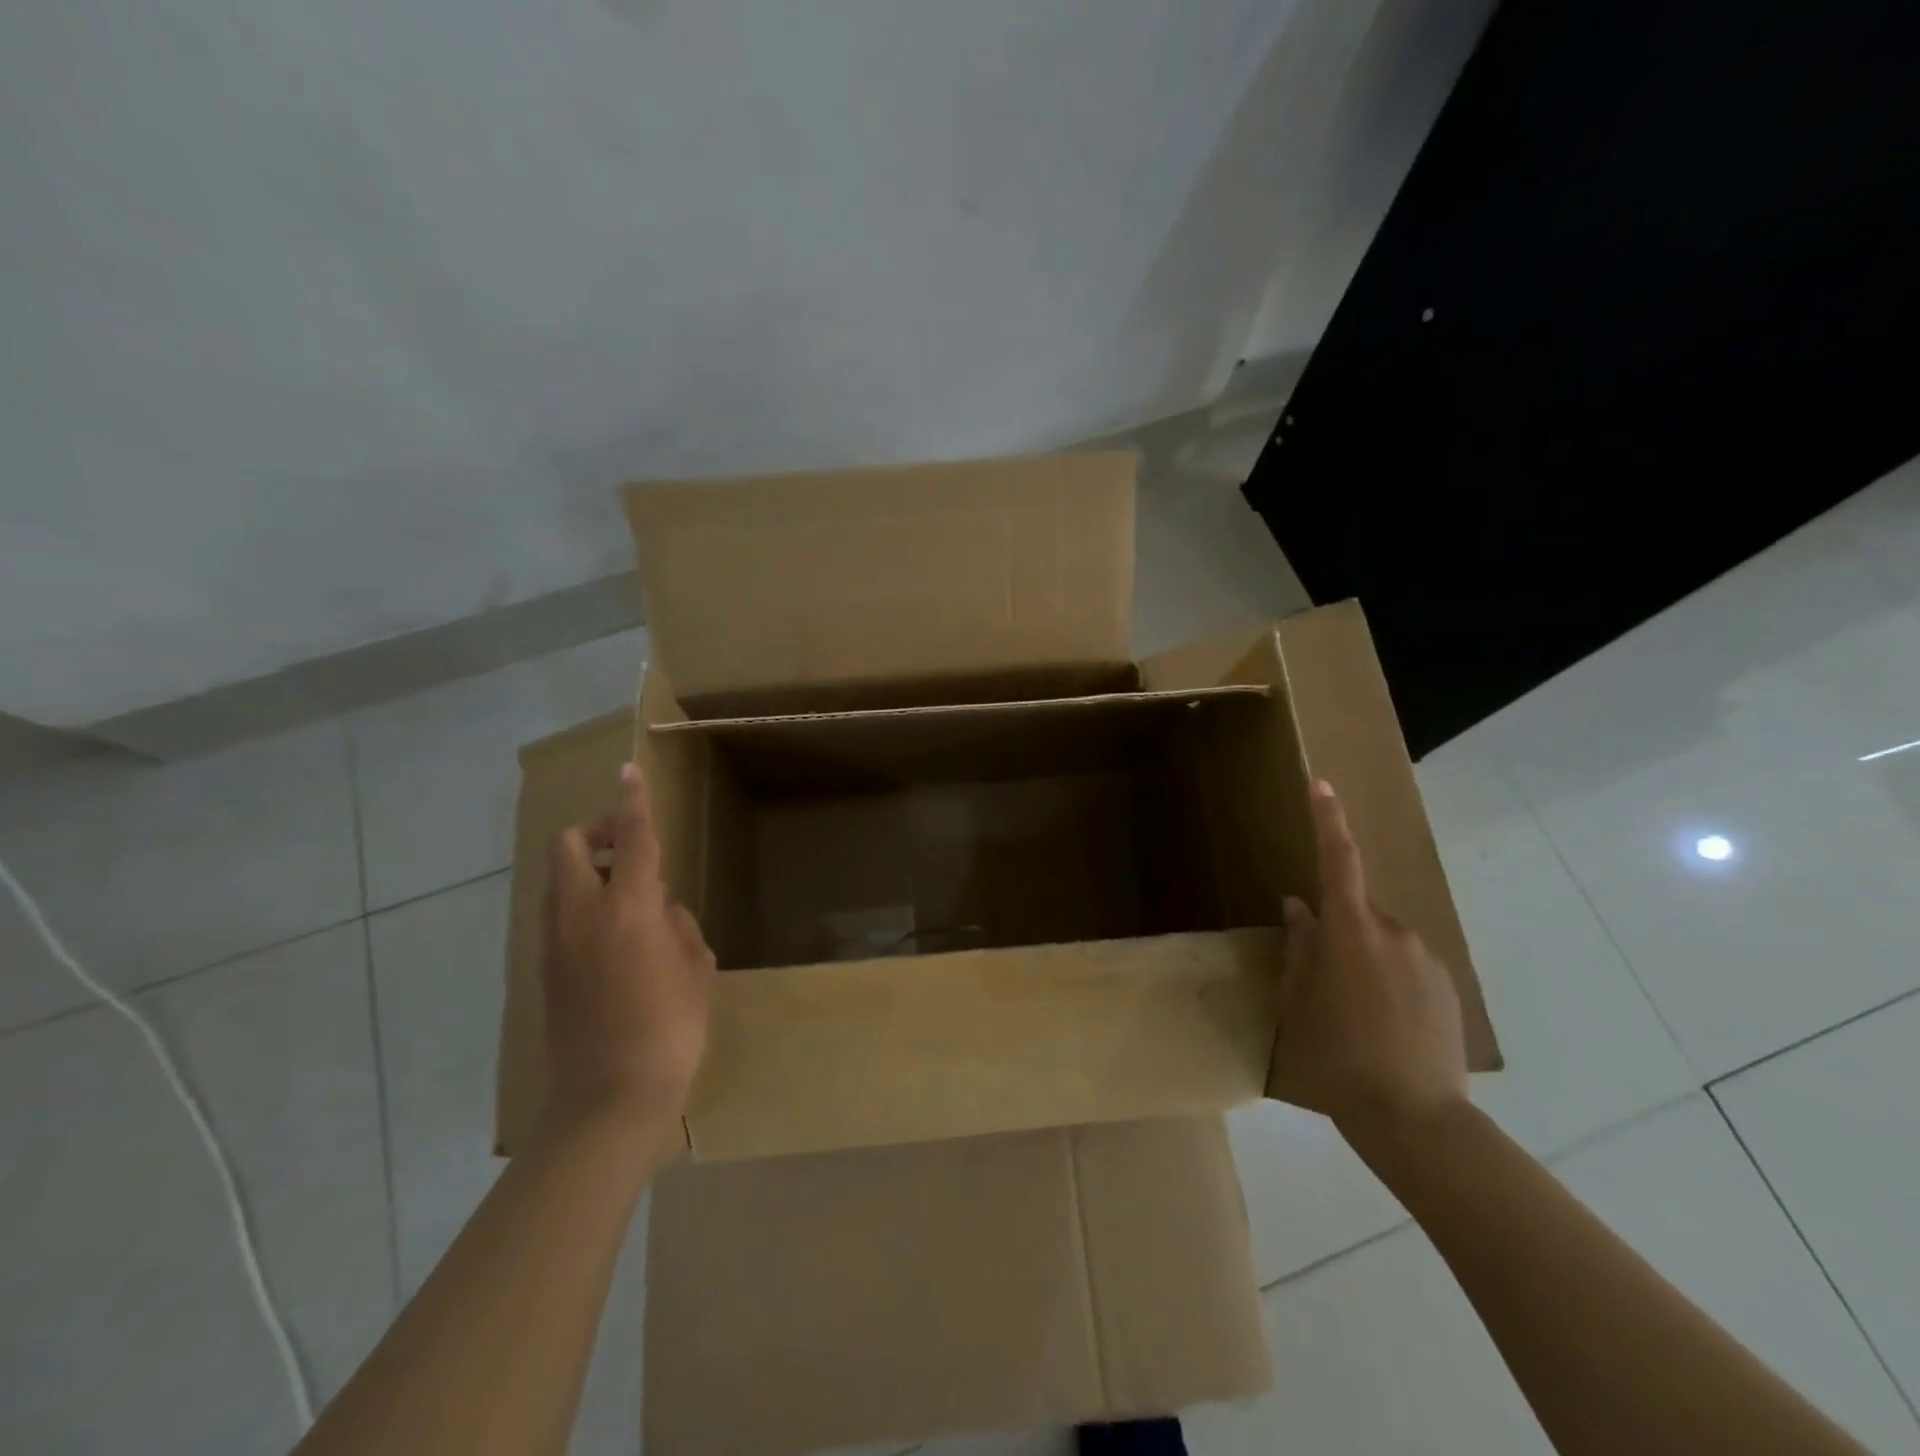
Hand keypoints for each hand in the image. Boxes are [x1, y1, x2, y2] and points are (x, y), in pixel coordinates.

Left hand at [539, 763, 715, 1151]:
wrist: (608, 1099)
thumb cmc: (670, 1030)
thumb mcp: (695, 969)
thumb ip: (678, 926)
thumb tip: (661, 910)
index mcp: (626, 910)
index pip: (631, 839)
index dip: (633, 800)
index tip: (630, 770)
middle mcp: (581, 916)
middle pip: (569, 846)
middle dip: (597, 831)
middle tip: (632, 848)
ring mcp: (555, 943)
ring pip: (559, 879)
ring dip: (589, 867)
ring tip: (631, 896)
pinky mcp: (545, 970)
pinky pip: (559, 913)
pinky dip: (583, 902)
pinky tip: (617, 935)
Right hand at [1268, 779, 1468, 1139]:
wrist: (1417, 1120)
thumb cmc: (1338, 1057)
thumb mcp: (1298, 1003)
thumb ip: (1299, 948)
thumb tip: (1299, 908)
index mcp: (1348, 933)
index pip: (1337, 861)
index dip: (1327, 820)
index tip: (1321, 785)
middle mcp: (1392, 933)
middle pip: (1356, 911)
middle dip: (1336, 930)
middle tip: (1319, 983)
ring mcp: (1425, 959)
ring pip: (1380, 940)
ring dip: (1362, 959)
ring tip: (1353, 1015)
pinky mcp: (1446, 986)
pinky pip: (1405, 965)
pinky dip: (1388, 980)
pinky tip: (1383, 1027)